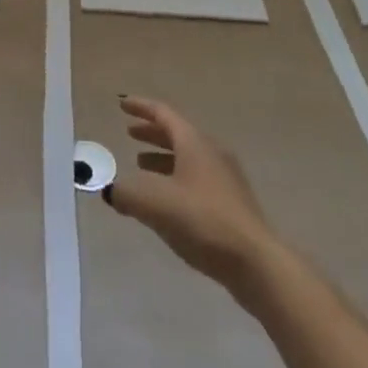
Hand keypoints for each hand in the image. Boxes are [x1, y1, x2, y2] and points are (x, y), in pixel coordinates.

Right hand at [104, 95, 276, 304]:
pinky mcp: (231, 206)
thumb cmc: (202, 220)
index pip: (163, 114)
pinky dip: (175, 180)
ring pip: (187, 159)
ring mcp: (225, 180)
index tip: (122, 103)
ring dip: (162, 159)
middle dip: (151, 133)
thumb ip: (125, 192)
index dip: (141, 107)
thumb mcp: (154, 203)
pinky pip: (196, 181)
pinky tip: (166, 201)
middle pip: (177, 135)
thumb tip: (111, 190)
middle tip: (129, 133)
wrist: (256, 264)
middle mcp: (211, 153)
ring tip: (140, 167)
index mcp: (194, 143)